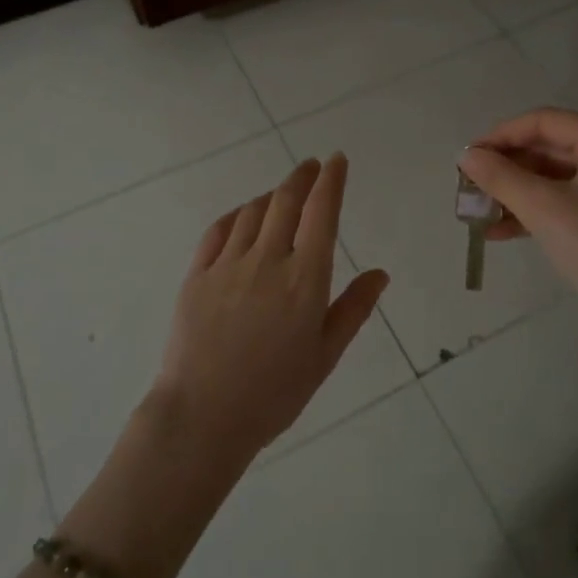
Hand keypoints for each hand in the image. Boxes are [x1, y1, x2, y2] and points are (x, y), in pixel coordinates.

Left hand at [151, 155, 389, 467]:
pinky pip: (220, 230)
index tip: (337, 160)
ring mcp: (228, 265)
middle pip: (286, 201)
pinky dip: (238, 214)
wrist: (202, 417)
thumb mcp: (325, 355)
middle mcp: (268, 260)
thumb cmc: (274, 393)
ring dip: (272, 195)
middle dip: (302, 177)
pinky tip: (244, 216)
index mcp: (305, 279)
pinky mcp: (197, 274)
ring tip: (282, 194)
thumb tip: (380, 273)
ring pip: (253, 212)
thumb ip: (354, 309)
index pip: (321, 213)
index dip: (331, 181)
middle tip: (312, 166)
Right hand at [458, 108, 577, 350]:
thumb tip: (466, 156)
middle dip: (507, 167)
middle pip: (549, 147)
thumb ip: (501, 178)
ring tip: (478, 211)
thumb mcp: (545, 210)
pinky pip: (565, 201)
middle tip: (470, 186)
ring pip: (554, 177)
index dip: (502, 135)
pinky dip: (535, 211)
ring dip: (516, 191)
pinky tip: (501, 231)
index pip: (545, 122)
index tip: (469, 158)